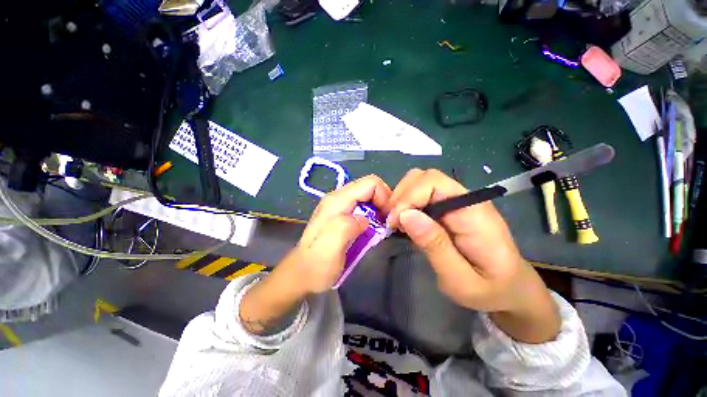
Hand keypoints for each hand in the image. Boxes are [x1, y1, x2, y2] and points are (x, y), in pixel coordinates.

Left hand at [240, 175, 390, 334]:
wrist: (301, 274)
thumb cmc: (317, 265)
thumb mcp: (330, 248)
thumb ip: (346, 227)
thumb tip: (365, 219)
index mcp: (337, 201)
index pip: (370, 183)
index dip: (384, 197)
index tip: (387, 218)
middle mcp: (337, 198)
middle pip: (369, 187)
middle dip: (383, 202)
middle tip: (386, 224)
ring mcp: (338, 206)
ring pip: (367, 196)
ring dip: (378, 209)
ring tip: (380, 228)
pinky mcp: (341, 214)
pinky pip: (363, 206)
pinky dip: (372, 214)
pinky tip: (371, 229)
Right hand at [385, 169, 558, 342]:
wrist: (511, 288)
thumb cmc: (490, 290)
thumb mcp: (460, 280)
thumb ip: (435, 246)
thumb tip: (405, 215)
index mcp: (473, 213)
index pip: (434, 182)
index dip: (408, 197)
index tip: (394, 223)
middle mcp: (465, 199)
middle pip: (426, 177)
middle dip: (402, 196)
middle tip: (392, 223)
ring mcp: (458, 200)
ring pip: (421, 182)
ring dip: (402, 198)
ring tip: (397, 222)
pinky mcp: (449, 207)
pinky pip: (423, 194)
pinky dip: (407, 203)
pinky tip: (404, 220)